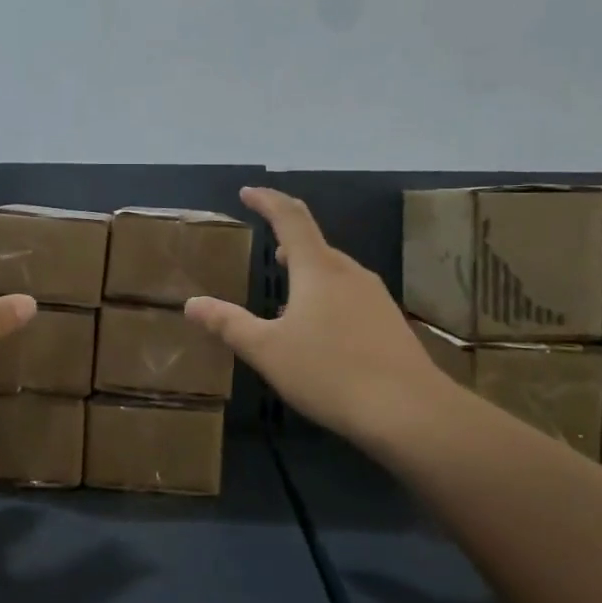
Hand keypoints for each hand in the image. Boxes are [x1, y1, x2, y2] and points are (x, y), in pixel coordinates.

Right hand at [186, 187, 456, 451]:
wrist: (409, 411)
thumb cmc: (329, 372)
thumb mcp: (267, 351)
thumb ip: (228, 324)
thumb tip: (192, 304)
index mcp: (318, 269)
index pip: (290, 218)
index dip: (267, 201)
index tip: (247, 192)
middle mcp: (349, 273)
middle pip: (315, 245)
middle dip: (289, 241)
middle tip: (268, 250)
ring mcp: (375, 297)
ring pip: (334, 272)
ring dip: (308, 272)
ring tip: (288, 293)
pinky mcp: (389, 322)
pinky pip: (350, 296)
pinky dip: (327, 297)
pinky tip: (320, 330)